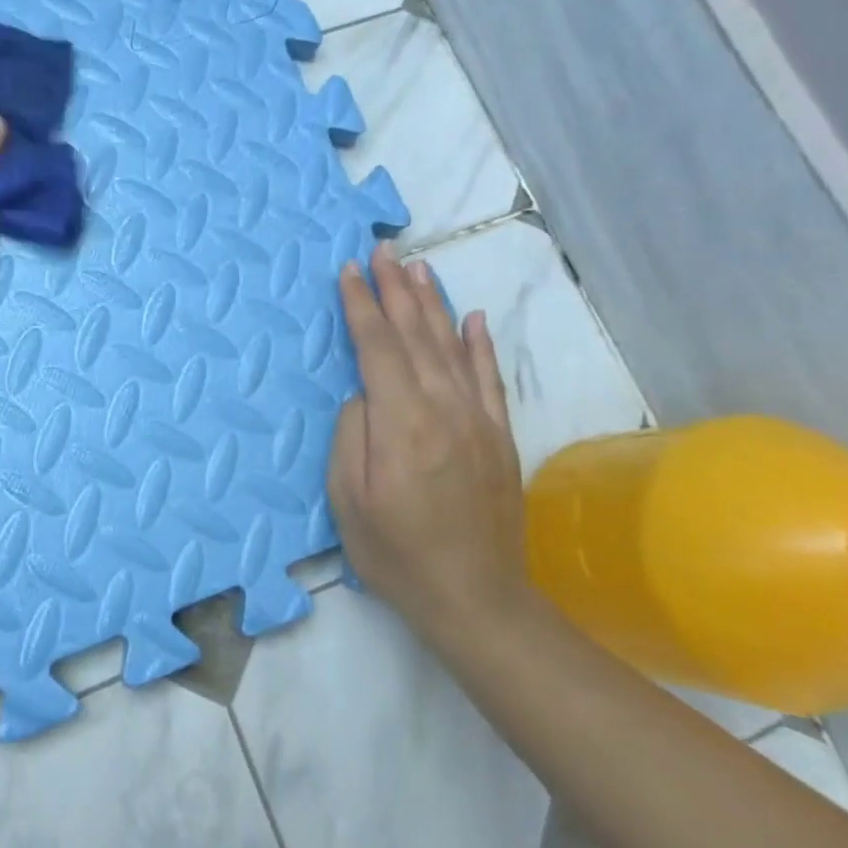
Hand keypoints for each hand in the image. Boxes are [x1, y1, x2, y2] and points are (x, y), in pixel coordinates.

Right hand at [329, 242, 529, 651]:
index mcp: (401, 422)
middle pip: (415, 335)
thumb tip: (365, 393)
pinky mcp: (498, 435)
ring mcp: (477, 419)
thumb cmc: (396, 552)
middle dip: (395, 289)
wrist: (476, 597)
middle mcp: (443, 408)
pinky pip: (488, 377)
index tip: (349, 271)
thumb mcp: (349, 500)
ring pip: (451, 346)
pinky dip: (479, 343)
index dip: (361, 306)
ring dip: (432, 303)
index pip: (377, 347)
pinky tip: (472, 318)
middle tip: (383, 250)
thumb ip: (352, 434)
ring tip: (418, 267)